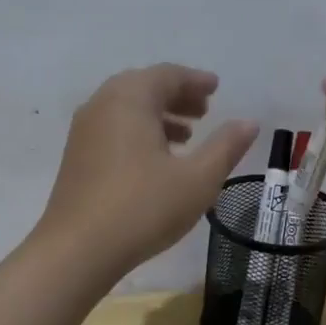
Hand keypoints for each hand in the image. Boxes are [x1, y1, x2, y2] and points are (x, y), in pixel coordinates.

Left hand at [35, 64, 258, 278]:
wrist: (77, 249)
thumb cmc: (143, 208)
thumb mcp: (198, 179)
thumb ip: (226, 147)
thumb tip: (249, 122)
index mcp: (130, 98)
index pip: (167, 75)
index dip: (195, 81)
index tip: (216, 89)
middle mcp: (102, 104)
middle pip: (144, 87)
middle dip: (176, 96)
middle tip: (204, 112)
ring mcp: (83, 130)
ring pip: (126, 109)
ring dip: (158, 115)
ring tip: (186, 137)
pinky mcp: (76, 156)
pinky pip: (112, 128)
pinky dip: (138, 132)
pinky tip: (155, 161)